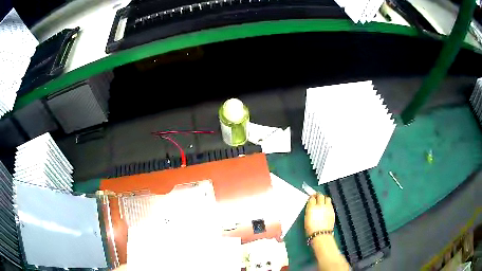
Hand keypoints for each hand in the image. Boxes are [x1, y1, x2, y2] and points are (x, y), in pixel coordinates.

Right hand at [305, 193, 334, 235]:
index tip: (311, 197)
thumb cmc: (311, 229)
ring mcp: (328, 208)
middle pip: (320, 195)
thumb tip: (311, 206)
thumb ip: (309, 210)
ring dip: (324, 198)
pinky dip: (328, 203)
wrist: (321, 234)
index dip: (311, 197)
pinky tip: (326, 207)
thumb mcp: (306, 218)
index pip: (312, 198)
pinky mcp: (332, 211)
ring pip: (327, 198)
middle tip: (316, 196)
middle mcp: (320, 205)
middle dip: (318, 195)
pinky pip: (330, 204)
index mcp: (312, 207)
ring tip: (322, 201)